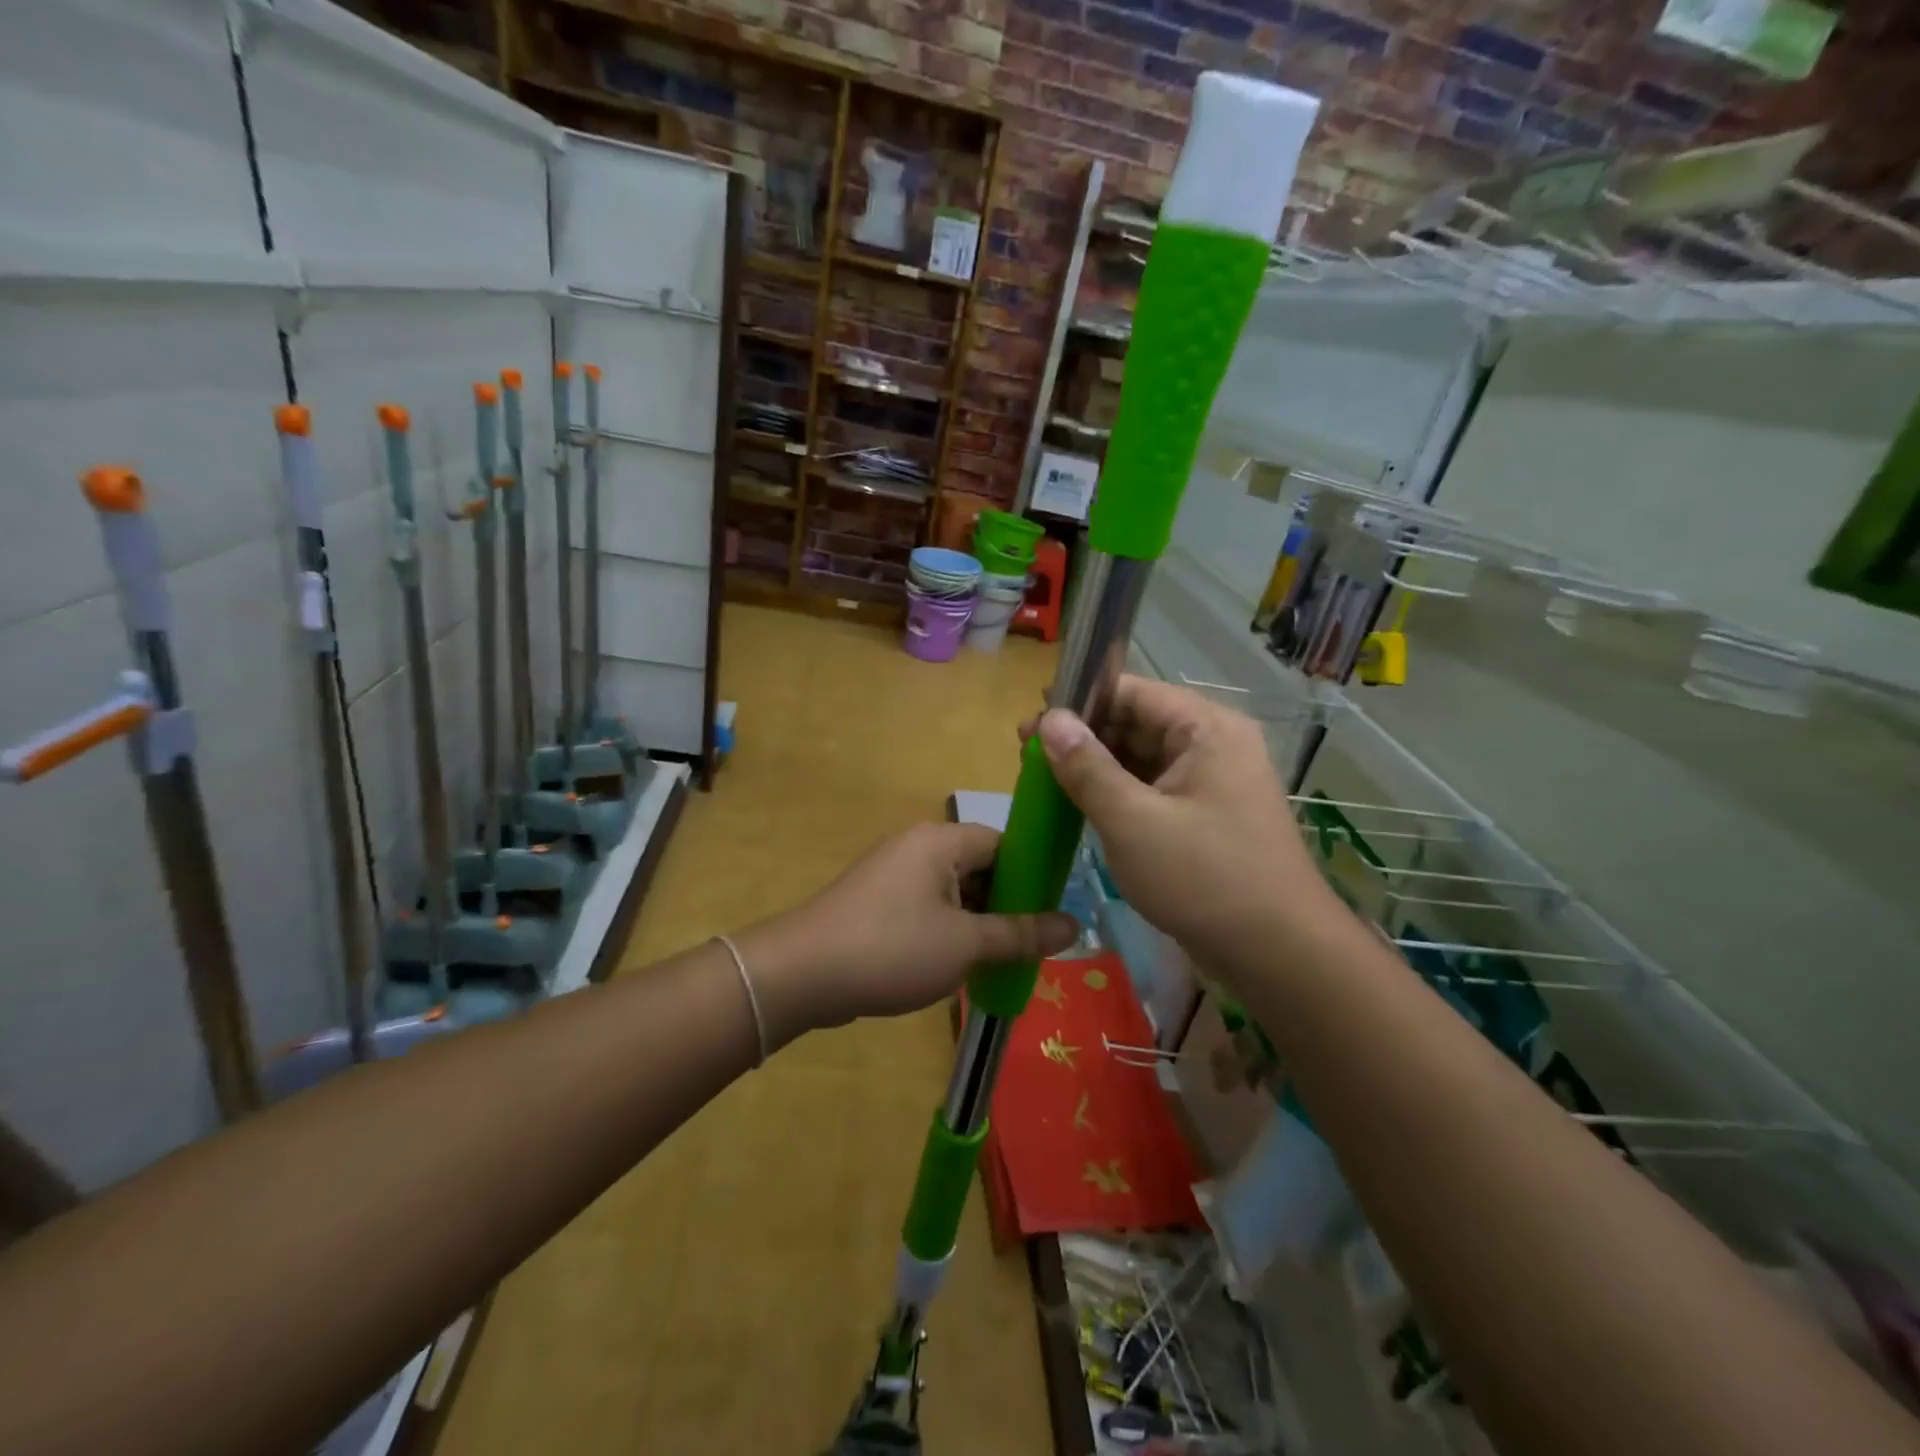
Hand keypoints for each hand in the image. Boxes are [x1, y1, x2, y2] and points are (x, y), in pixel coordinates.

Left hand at [736, 822, 1079, 1046]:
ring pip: (954, 891)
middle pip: (980, 866)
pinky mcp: (876, 902)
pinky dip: (949, 930)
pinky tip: (961, 964)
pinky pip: (927, 908)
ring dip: (979, 922)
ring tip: (1004, 959)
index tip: (1055, 911)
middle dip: (1007, 904)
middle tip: (1034, 943)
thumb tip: (1076, 925)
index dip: (1034, 874)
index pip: (1004, 842)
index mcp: (940, 841)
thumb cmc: (892, 949)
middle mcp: (917, 847)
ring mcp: (892, 874)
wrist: (800, 974)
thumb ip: (1021, 933)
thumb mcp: (966, 944)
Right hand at [1022, 676, 1338, 977]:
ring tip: (1047, 782)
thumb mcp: (1131, 821)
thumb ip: (1086, 766)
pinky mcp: (1208, 816)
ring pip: (1144, 759)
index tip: (1032, 723)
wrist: (1279, 955)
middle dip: (1084, 737)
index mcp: (1206, 729)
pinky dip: (1119, 794)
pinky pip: (1155, 789)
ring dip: (1098, 768)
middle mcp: (1215, 744)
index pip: (1132, 692)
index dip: (1079, 702)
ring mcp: (1214, 782)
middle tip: (1029, 757)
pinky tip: (1083, 806)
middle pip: (1138, 723)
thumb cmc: (1203, 878)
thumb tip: (1050, 719)